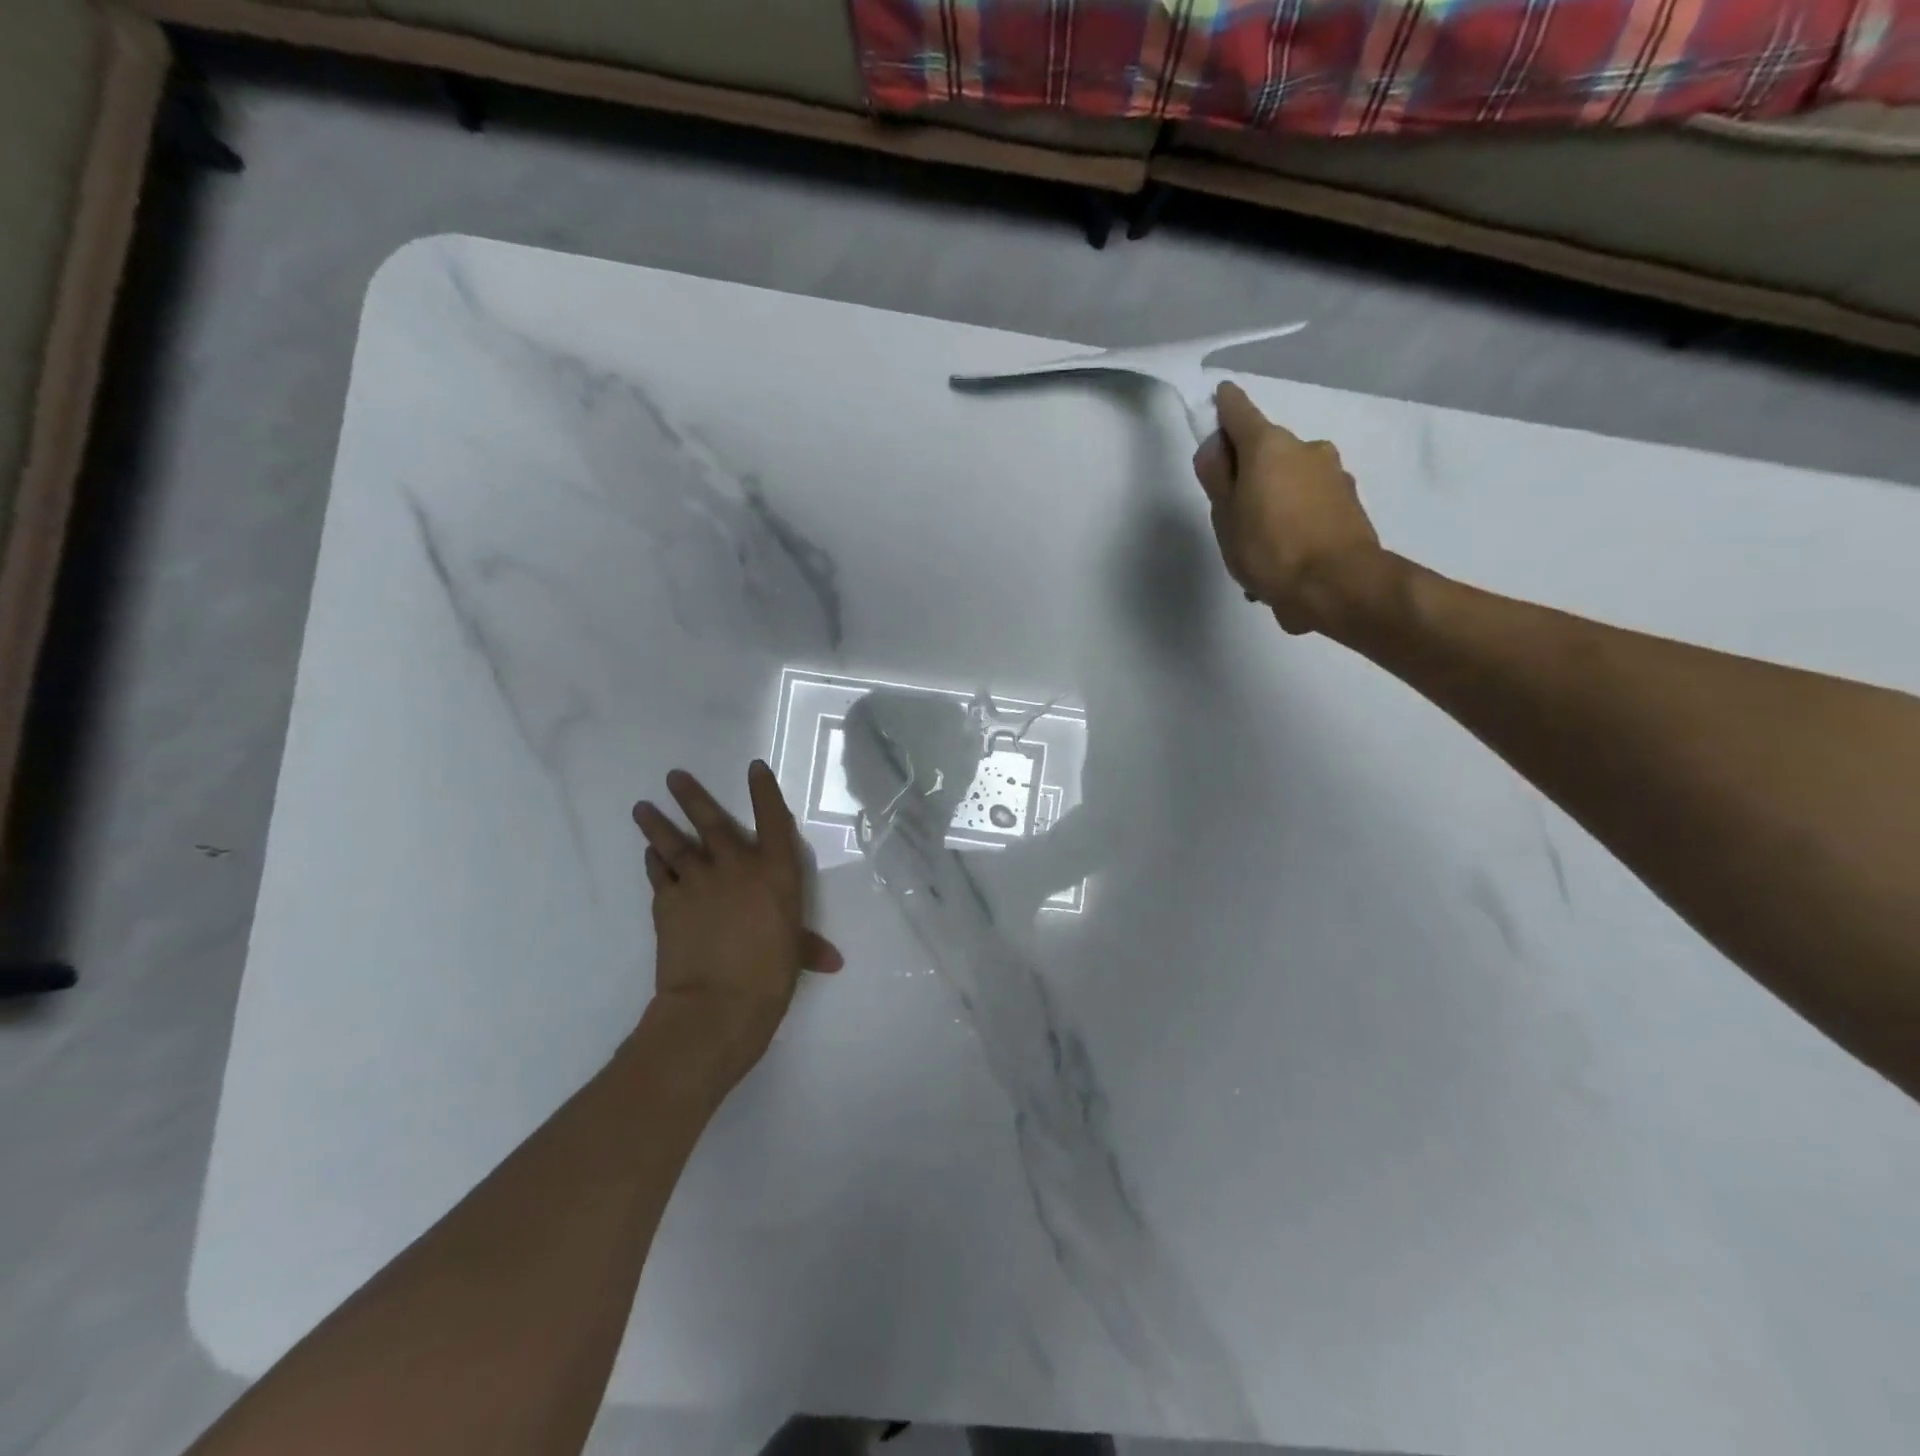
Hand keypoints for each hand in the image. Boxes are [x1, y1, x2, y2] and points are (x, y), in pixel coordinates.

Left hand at [632, 763, 841, 1092]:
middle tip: (673, 776)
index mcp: (775, 872)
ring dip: (658, 824)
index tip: (754, 768)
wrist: (717, 1003)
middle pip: (712, 822)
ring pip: (674, 843)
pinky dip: (654, 862)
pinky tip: (649, 854)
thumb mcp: (795, 955)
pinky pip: (659, 874)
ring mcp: (697, 881)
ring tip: (641, 806)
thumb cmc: (770, 975)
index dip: (764, 791)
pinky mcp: (667, 903)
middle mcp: (736, 866)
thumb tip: (832, 960)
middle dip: (692, 797)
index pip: (772, 820)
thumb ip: (808, 947)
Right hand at [1193, 382, 1386, 635]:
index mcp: (1269, 445)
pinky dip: (1294, 523)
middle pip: (1266, 451)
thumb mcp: (1225, 516)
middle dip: (1248, 473)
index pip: (1238, 410)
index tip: (1213, 407)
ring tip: (1259, 550)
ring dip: (1273, 503)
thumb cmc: (1269, 549)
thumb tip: (1215, 447)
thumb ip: (1216, 477)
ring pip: (1289, 481)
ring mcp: (1333, 474)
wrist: (1338, 586)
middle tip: (1231, 515)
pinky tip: (1285, 560)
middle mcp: (1306, 448)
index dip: (1221, 408)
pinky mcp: (1349, 503)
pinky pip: (1308, 507)